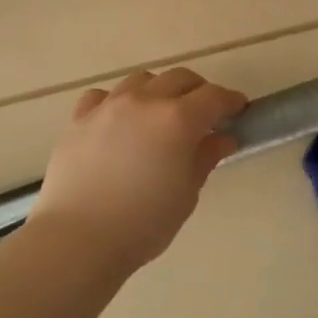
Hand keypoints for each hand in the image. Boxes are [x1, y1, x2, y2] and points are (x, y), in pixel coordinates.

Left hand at [32, 68, 247, 269]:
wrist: (78, 239)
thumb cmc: (144, 223)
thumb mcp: (186, 194)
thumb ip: (205, 158)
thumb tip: (222, 139)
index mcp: (178, 119)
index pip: (214, 96)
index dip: (230, 101)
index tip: (238, 110)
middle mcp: (145, 102)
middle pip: (179, 78)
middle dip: (198, 91)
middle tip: (205, 114)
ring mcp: (108, 106)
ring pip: (142, 80)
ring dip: (159, 91)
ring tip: (161, 115)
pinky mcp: (79, 119)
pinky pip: (103, 96)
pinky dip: (117, 102)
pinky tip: (119, 122)